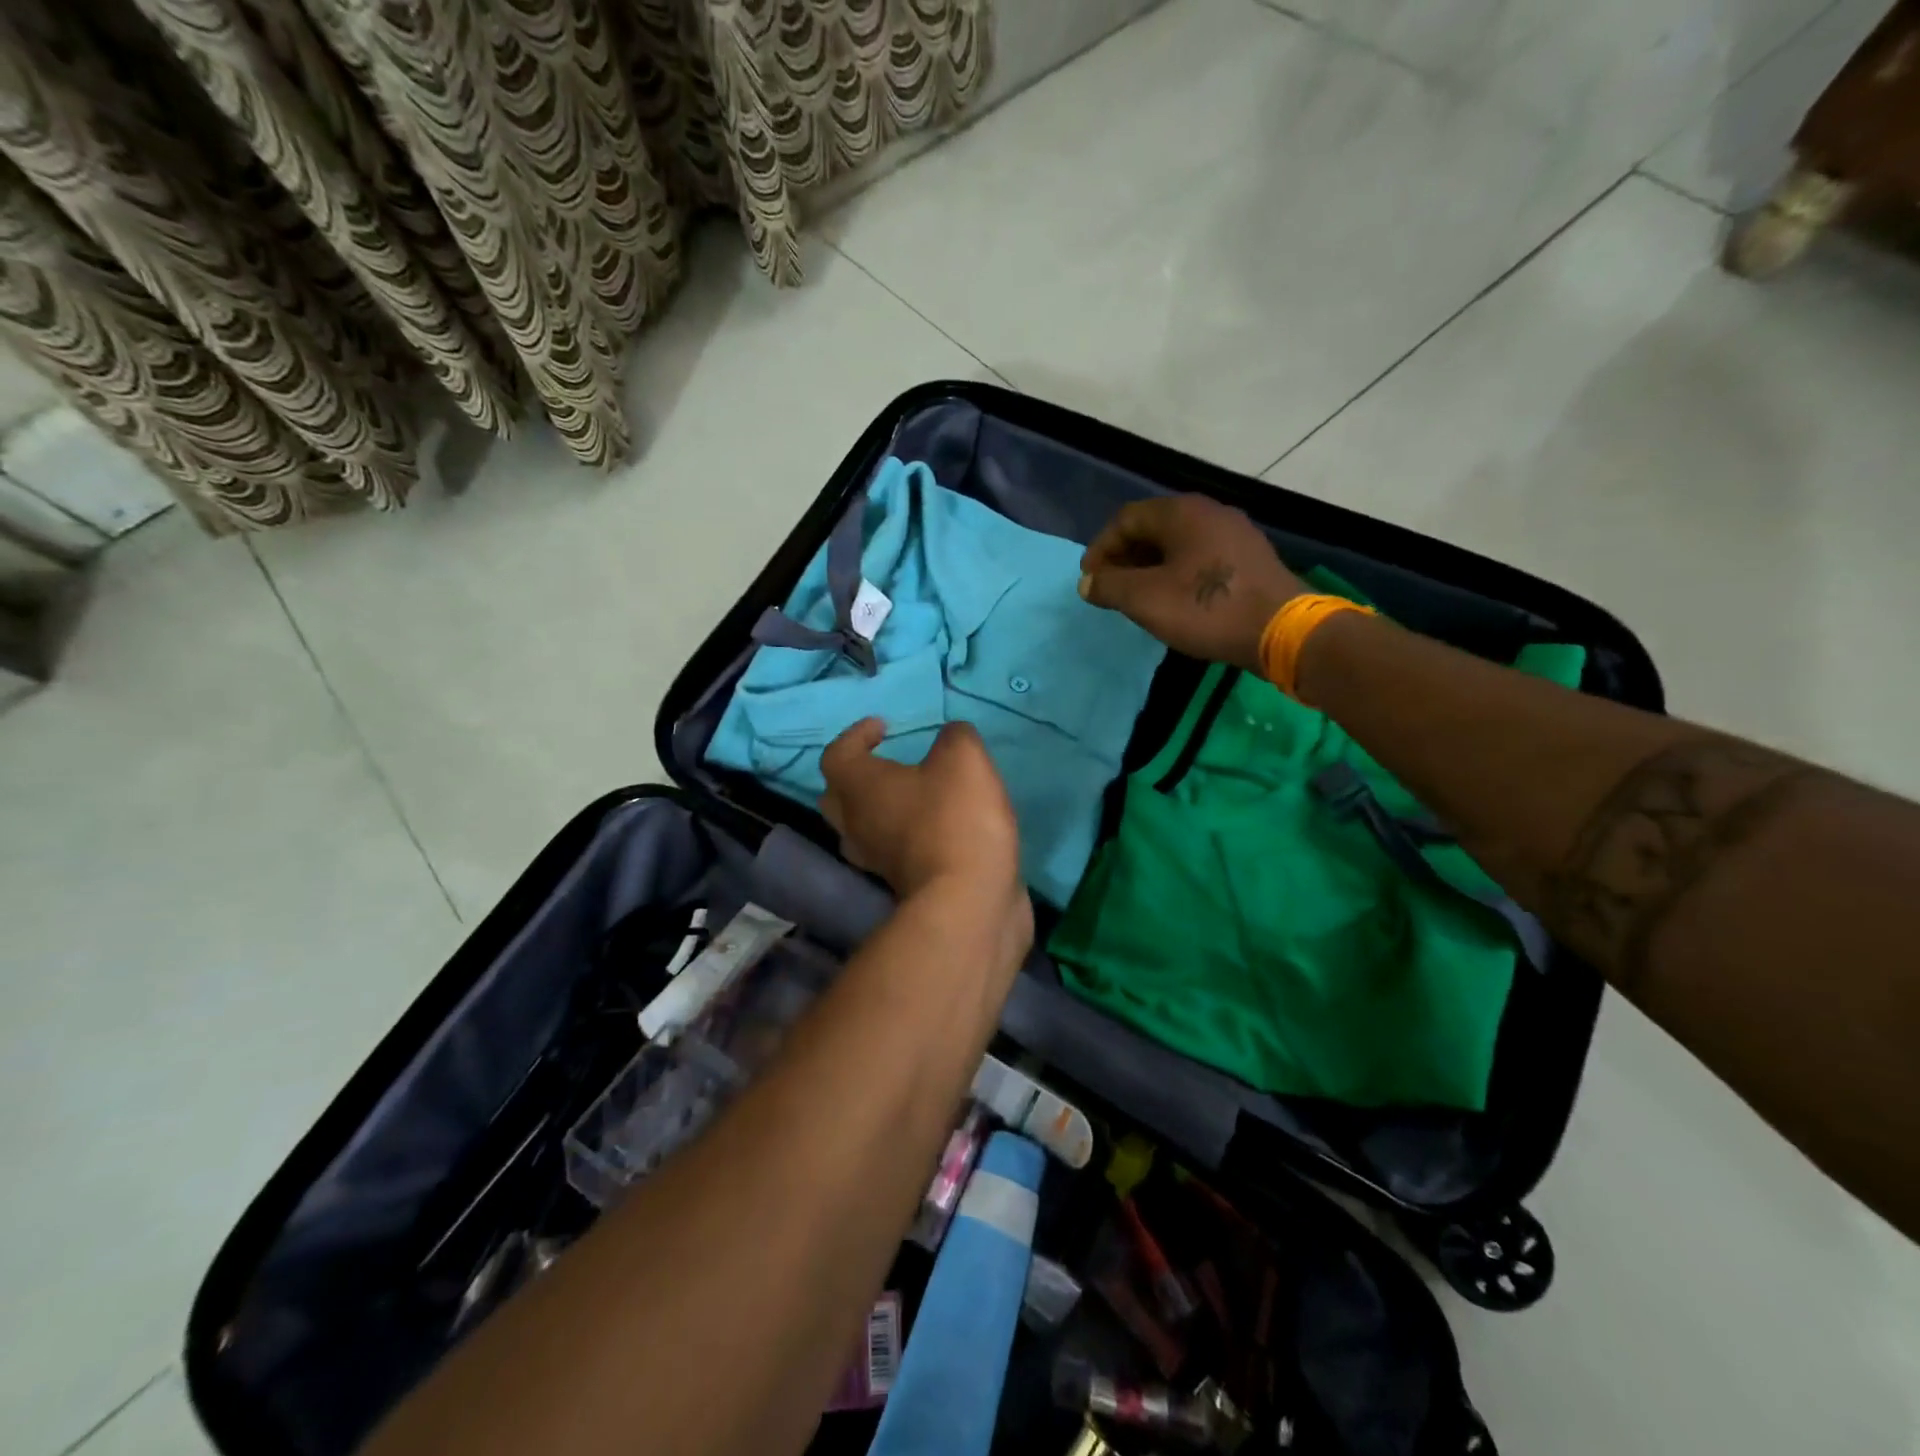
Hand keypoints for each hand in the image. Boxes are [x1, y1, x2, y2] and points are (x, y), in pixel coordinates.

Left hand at [820, 719, 1026, 906]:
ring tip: (909, 796)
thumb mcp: (963, 759)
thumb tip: (951, 737)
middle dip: (857, 776)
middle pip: (837, 797)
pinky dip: (904, 836)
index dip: (856, 735)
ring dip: (877, 810)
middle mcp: (856, 825)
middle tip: (885, 763)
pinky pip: (891, 852)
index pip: (837, 754)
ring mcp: (875, 861)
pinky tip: (935, 827)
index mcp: (859, 787)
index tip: (884, 726)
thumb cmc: (955, 819)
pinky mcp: (901, 885)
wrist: (969, 900)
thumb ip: (954, 737)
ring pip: (860, 829)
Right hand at [1078, 495, 1307, 671]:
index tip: (1089, 580)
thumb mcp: (1145, 599)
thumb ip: (1109, 586)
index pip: (1125, 519)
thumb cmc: (1206, 609)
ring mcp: (1234, 534)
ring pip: (1178, 544)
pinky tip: (1174, 600)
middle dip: (1124, 558)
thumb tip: (1087, 582)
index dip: (1100, 548)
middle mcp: (1209, 512)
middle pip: (1152, 528)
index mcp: (1181, 512)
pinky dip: (1177, 574)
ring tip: (1137, 598)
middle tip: (1110, 589)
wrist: (1281, 631)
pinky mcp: (1250, 558)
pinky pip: (1200, 558)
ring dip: (1150, 567)